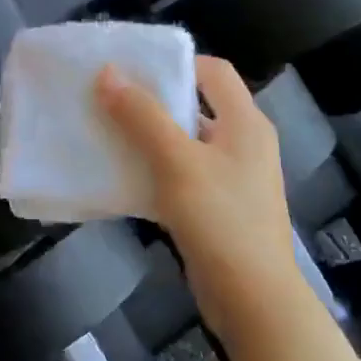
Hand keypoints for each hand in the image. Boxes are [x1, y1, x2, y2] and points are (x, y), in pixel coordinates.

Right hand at [97, 56, 298, 348]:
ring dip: (150, 136)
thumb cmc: (220, 220)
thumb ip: (143, 116)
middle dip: (153, 99)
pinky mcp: (220, 207)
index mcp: (245, 122)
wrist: (253, 299)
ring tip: (108, 131)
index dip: (174, 62)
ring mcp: (233, 177)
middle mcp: (244, 142)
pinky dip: (156, 169)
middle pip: (196, 104)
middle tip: (109, 97)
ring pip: (186, 142)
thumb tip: (108, 73)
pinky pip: (184, 174)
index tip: (131, 66)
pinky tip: (124, 175)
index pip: (213, 71)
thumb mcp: (177, 162)